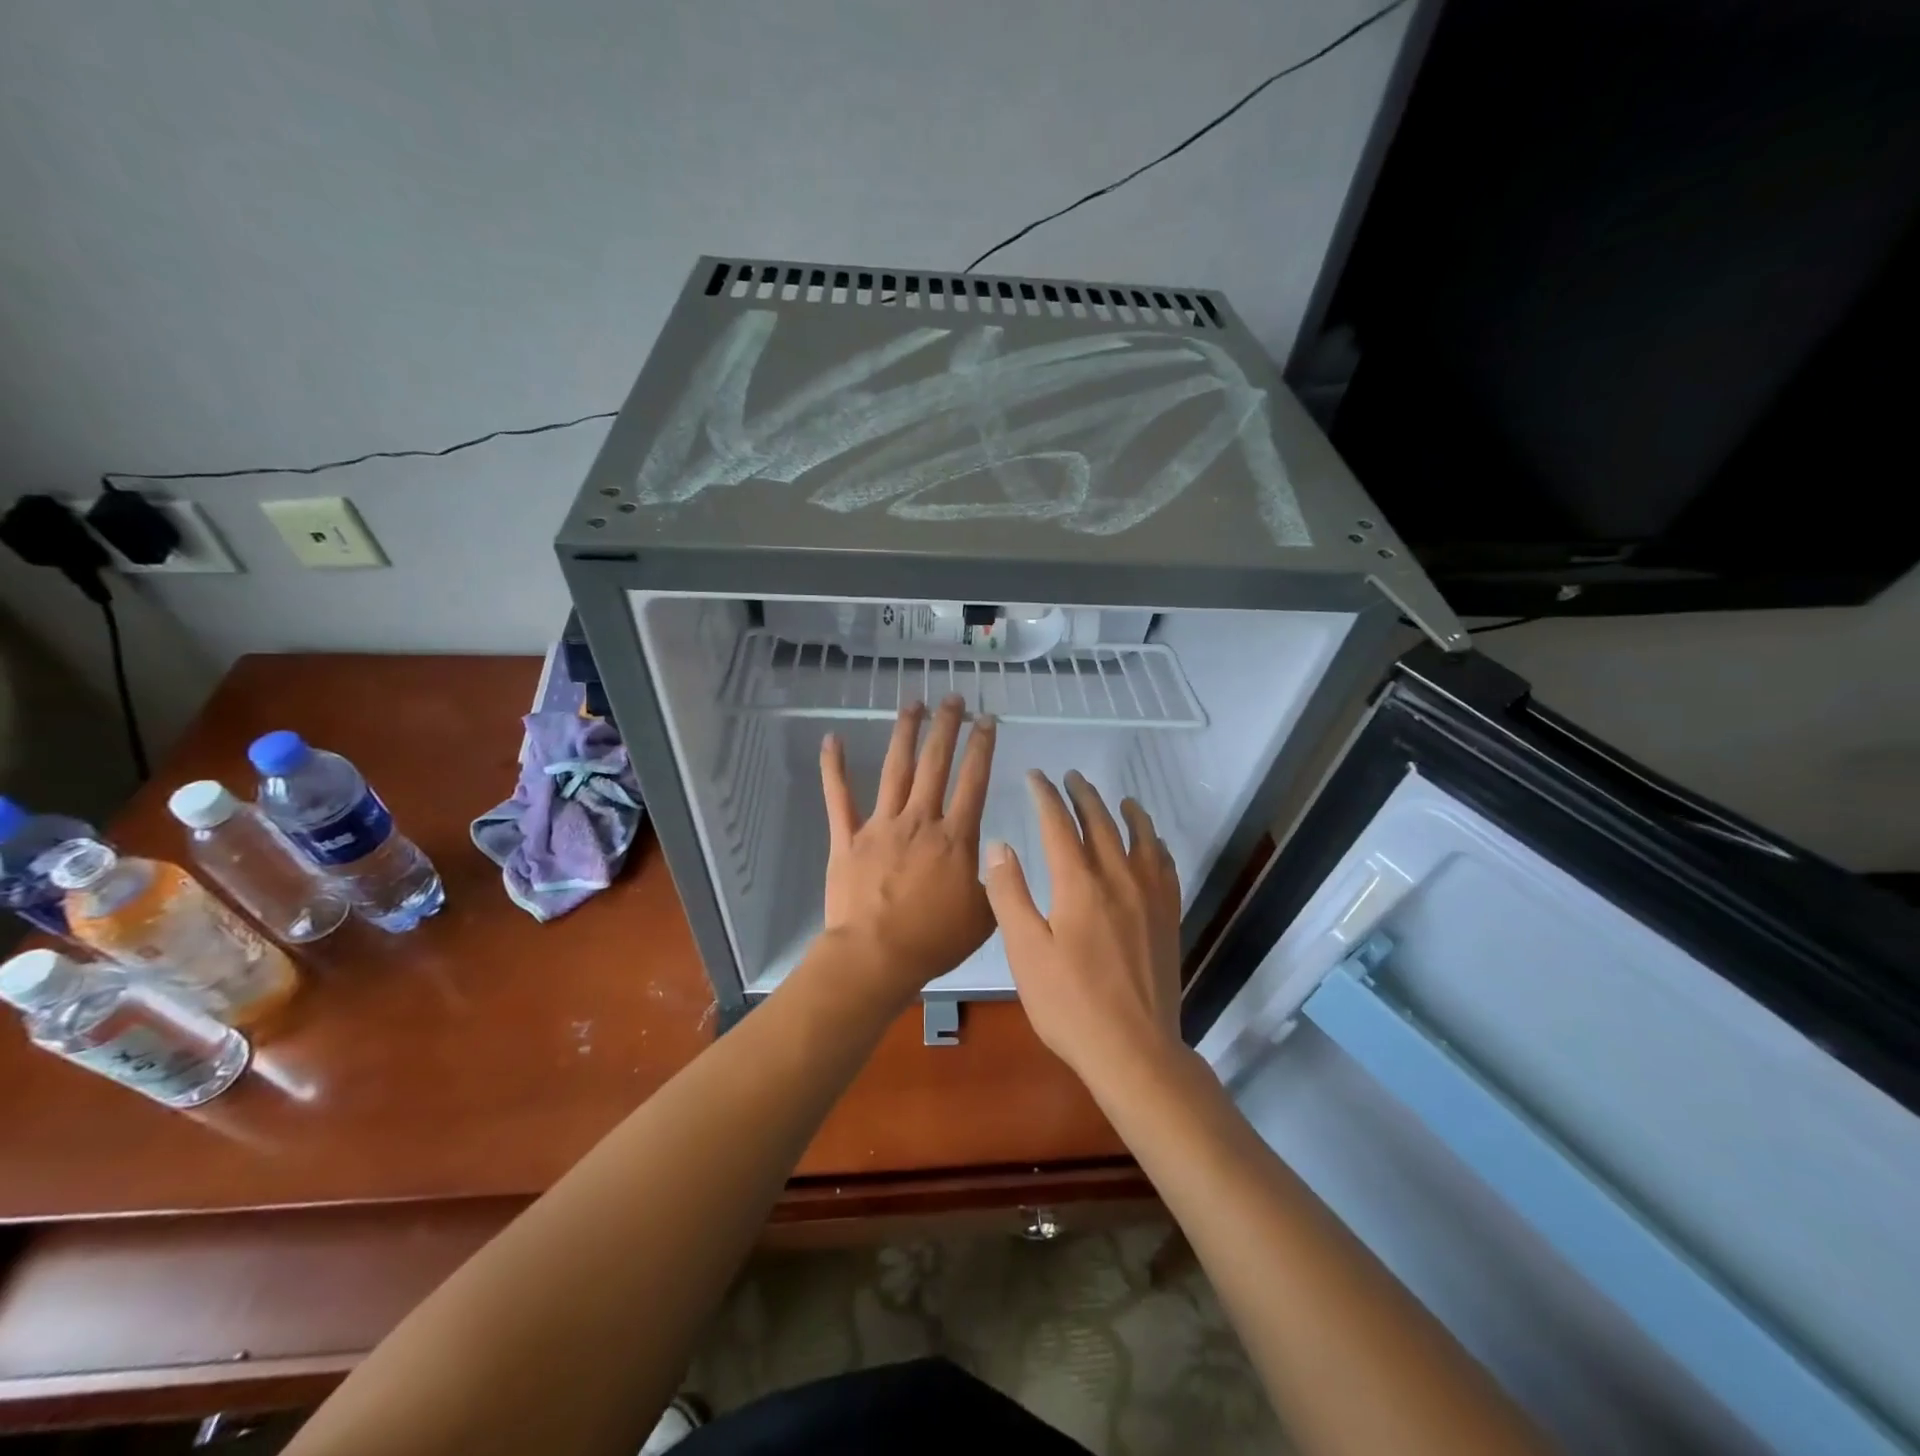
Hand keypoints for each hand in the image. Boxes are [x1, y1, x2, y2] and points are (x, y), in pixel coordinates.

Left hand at [818, 696, 997, 1007]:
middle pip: (935, 763)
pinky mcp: (847, 837)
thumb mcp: (985, 916)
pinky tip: (830, 739)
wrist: (876, 957)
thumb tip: (1001, 857)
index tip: (987, 720)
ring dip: (905, 734)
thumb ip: (996, 882)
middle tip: (953, 699)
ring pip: (895, 770)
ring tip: (913, 704)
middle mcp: (919, 820)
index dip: (982, 747)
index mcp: (955, 837)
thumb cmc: (933, 940)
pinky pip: (839, 797)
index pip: (973, 781)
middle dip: (946, 727)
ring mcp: (880, 825)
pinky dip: (833, 767)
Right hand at [984, 771, 1184, 1091]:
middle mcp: (1118, 879)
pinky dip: (1156, 846)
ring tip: (1119, 798)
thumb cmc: (1069, 1003)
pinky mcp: (1168, 918)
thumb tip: (1000, 845)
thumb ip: (1010, 894)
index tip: (1036, 777)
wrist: (1134, 1050)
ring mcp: (1149, 898)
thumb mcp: (1025, 951)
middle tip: (1071, 777)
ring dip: (1126, 813)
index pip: (1059, 825)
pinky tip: (1153, 845)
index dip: (1045, 796)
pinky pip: (1165, 868)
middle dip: (1083, 796)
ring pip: (1140, 839)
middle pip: (1101, 823)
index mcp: (1079, 884)